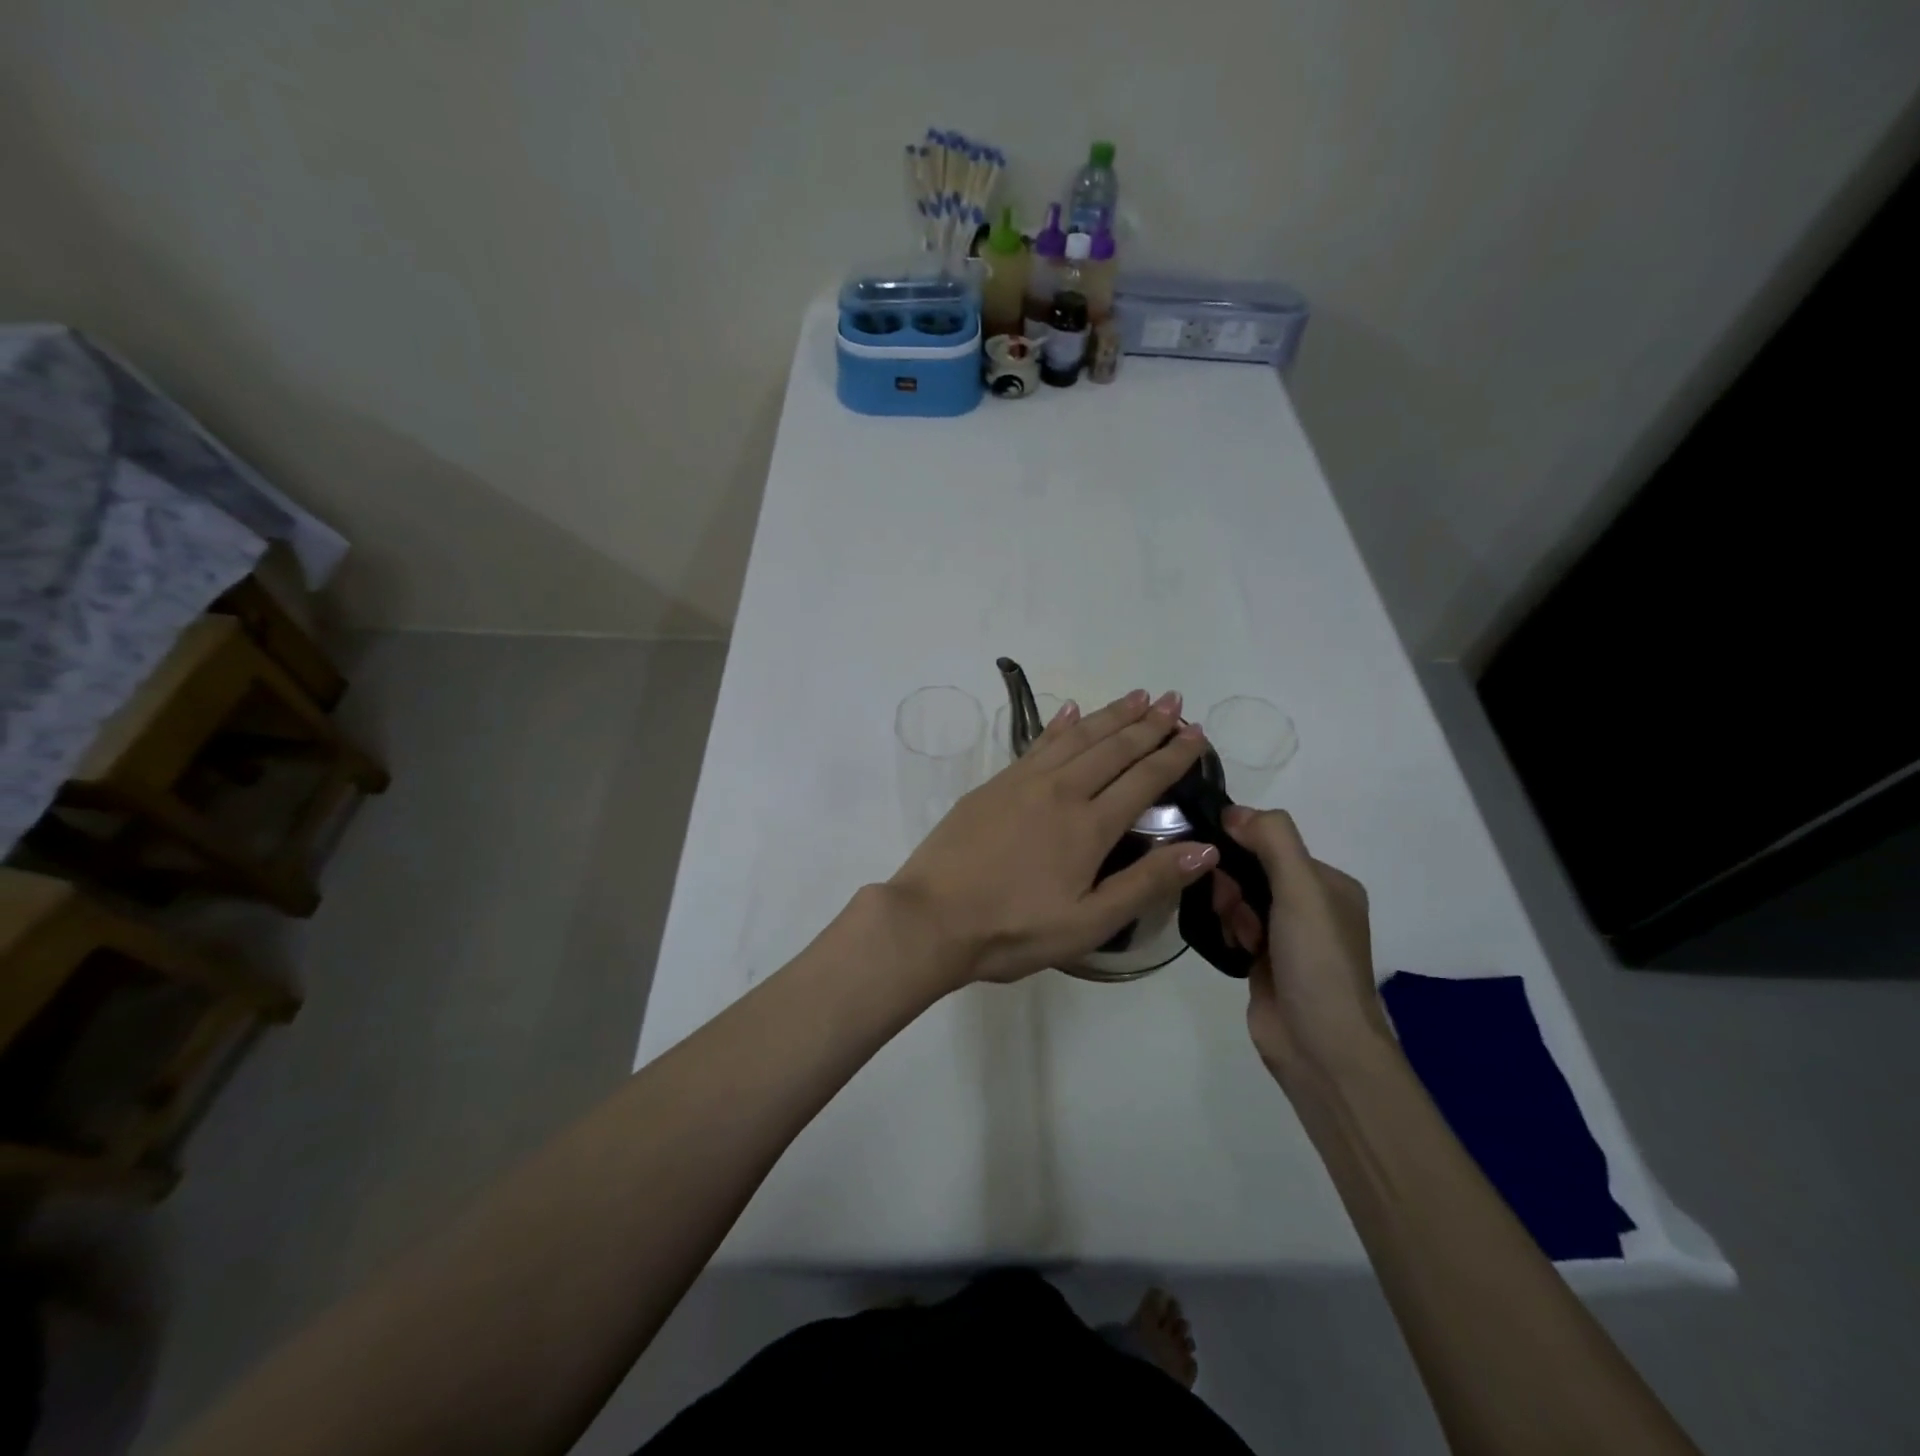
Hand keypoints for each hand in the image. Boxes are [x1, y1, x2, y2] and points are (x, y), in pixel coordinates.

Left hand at [887, 689, 1216, 987]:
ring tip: (1138, 696)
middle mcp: (1061, 791)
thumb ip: (1146, 884)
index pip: (1144, 779)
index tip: (1197, 732)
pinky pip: (1037, 743)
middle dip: (1148, 723)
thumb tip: (1205, 848)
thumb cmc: (1014, 930)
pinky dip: (1060, 724)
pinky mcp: (994, 784)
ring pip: (1077, 736)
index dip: (1174, 755)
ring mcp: (1023, 782)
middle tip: (1174, 700)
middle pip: (1113, 748)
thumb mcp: (1089, 923)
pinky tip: (1072, 711)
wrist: (932, 919)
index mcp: (1089, 826)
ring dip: (1110, 715)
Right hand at [1209, 806, 1389, 1076]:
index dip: (1242, 844)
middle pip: (1252, 869)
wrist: (1320, 1048)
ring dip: (1229, 909)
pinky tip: (1230, 946)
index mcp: (1329, 884)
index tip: (1219, 857)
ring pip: (1238, 899)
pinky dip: (1226, 931)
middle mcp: (1310, 906)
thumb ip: (1272, 840)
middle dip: (1233, 882)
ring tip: (1236, 935)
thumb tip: (1233, 811)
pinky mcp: (1263, 962)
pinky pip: (1233, 927)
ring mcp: (1286, 937)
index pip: (1274, 842)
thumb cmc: (1317, 961)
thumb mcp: (1302, 889)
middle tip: (1232, 908)